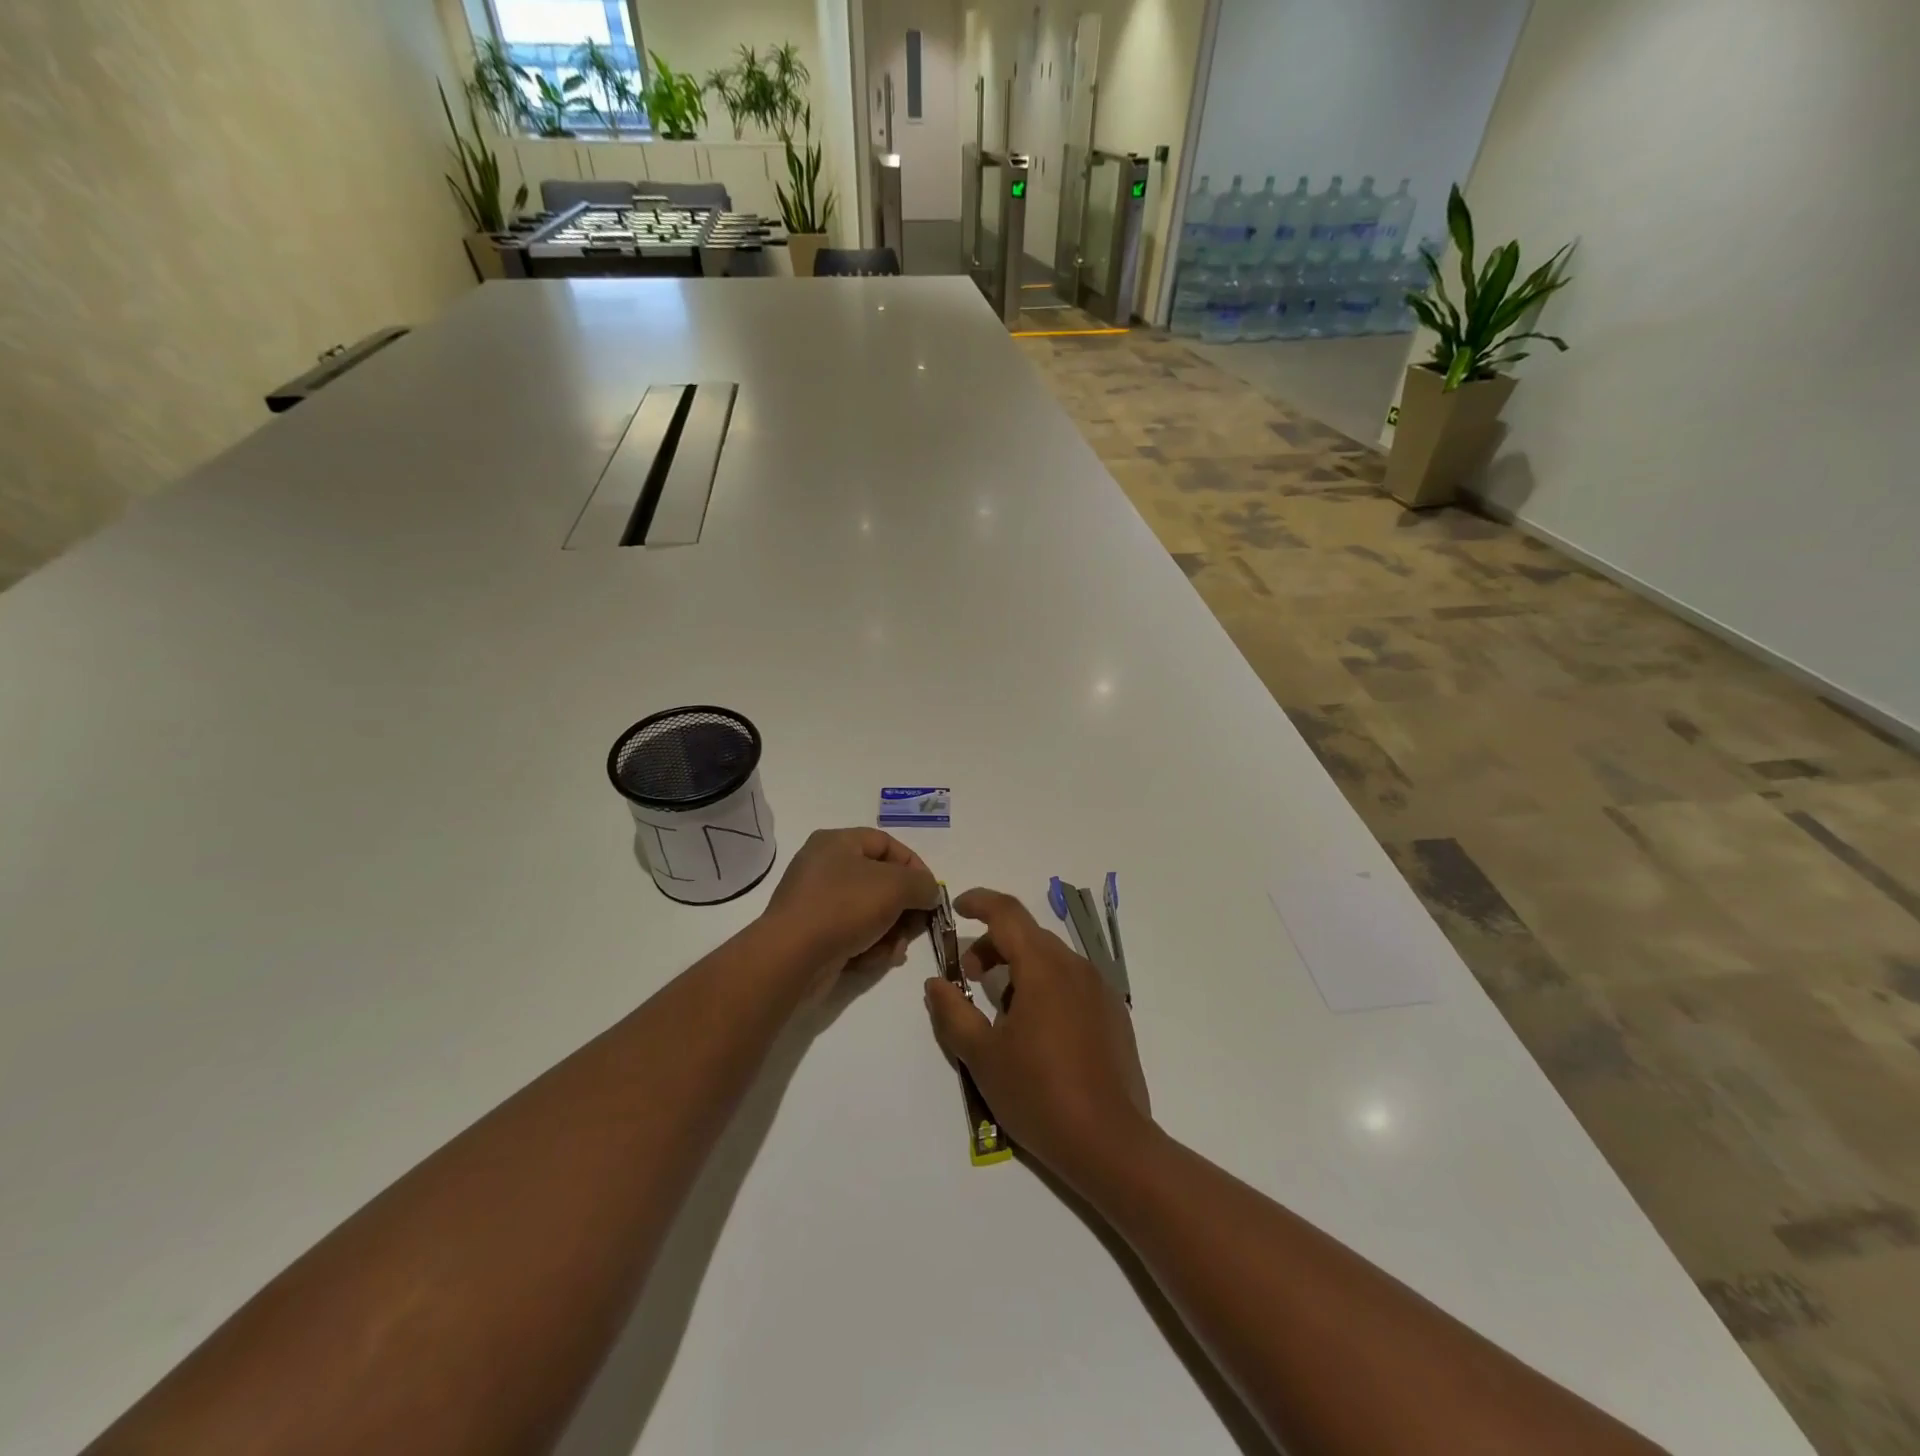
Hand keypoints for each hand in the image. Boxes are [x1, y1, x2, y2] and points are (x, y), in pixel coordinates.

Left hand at [763, 828, 940, 979]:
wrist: (792, 957)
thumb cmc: (844, 907)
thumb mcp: (895, 886)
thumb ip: (922, 884)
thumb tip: (929, 892)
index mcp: (837, 842)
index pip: (887, 844)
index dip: (914, 865)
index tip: (931, 892)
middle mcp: (824, 867)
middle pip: (880, 881)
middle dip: (904, 907)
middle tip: (918, 926)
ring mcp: (817, 902)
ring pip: (871, 912)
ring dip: (891, 932)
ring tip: (894, 950)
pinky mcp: (815, 935)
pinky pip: (853, 934)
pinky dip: (869, 947)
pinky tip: (874, 960)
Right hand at [923, 888, 1151, 1190]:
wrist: (1110, 1144)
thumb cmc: (1038, 1094)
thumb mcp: (982, 1056)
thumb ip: (953, 1013)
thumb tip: (935, 983)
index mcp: (1043, 967)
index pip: (1007, 912)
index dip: (979, 902)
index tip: (956, 908)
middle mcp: (1075, 967)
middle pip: (1028, 935)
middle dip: (994, 945)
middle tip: (969, 977)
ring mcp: (1100, 990)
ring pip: (1051, 959)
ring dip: (1019, 968)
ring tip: (1001, 1011)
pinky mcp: (1114, 1014)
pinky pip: (1072, 982)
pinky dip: (1046, 986)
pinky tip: (1037, 1031)